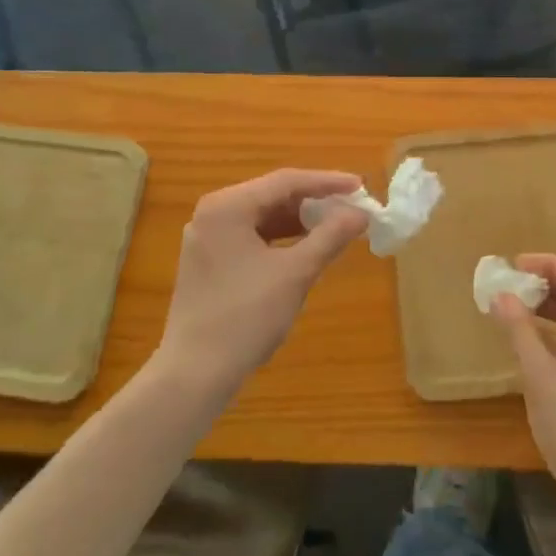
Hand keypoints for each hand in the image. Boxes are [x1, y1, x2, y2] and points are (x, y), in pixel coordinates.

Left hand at [155, 169, 368, 398]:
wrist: (194, 374)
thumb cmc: (246, 317)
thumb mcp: (295, 273)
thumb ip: (330, 236)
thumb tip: (361, 214)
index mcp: (227, 206)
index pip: (286, 181)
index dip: (327, 182)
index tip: (360, 187)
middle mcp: (213, 213)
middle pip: (272, 195)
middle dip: (314, 201)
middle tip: (351, 207)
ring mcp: (207, 238)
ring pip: (263, 217)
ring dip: (299, 221)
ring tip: (335, 226)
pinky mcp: (209, 261)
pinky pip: (252, 237)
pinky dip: (281, 239)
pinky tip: (306, 248)